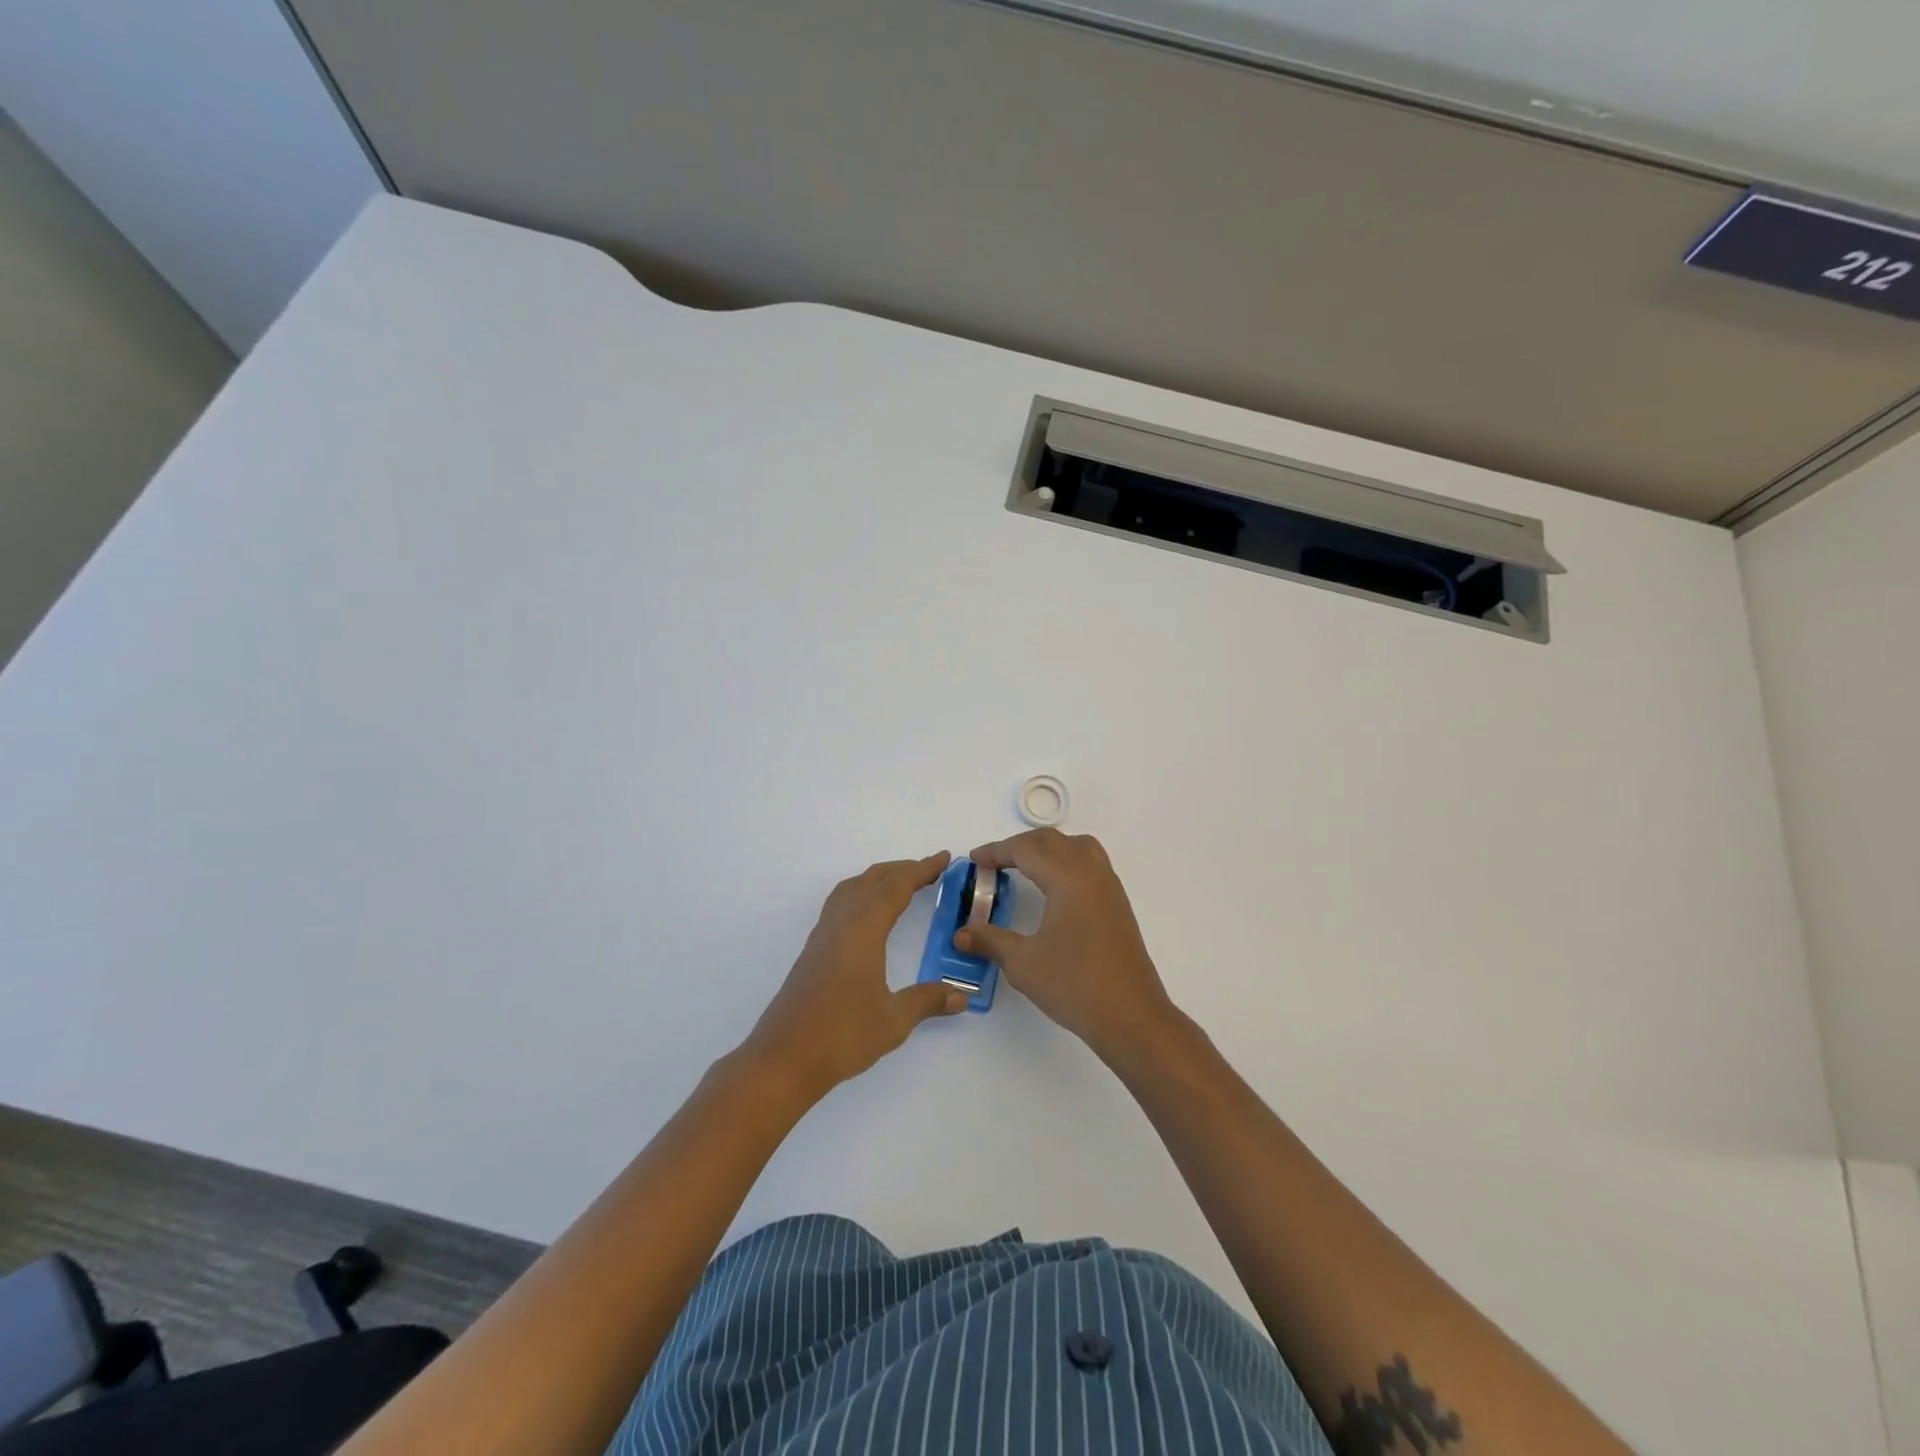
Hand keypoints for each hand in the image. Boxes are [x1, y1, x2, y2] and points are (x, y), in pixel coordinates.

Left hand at [742, 851, 968, 1101]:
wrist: (783, 1059)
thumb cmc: (842, 1036)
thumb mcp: (894, 1020)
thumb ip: (928, 1001)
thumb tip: (962, 996)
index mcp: (862, 930)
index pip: (896, 887)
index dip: (921, 869)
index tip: (944, 858)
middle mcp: (840, 924)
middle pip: (872, 880)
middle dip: (901, 870)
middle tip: (930, 870)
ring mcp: (822, 937)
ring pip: (851, 889)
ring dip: (877, 879)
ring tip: (900, 885)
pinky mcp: (812, 952)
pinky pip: (839, 905)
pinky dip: (861, 895)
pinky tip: (868, 917)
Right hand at [955, 829, 1176, 1062]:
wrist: (1131, 1017)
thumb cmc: (1074, 986)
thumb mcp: (1023, 963)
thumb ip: (991, 941)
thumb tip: (962, 934)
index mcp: (1069, 879)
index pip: (1027, 850)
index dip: (997, 851)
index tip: (974, 860)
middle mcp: (1092, 873)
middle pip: (1053, 841)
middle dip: (1020, 845)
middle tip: (993, 862)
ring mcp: (1109, 888)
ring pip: (1077, 847)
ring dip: (1047, 849)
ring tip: (1024, 866)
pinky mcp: (1118, 905)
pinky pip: (1090, 864)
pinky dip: (1066, 862)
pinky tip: (1053, 888)